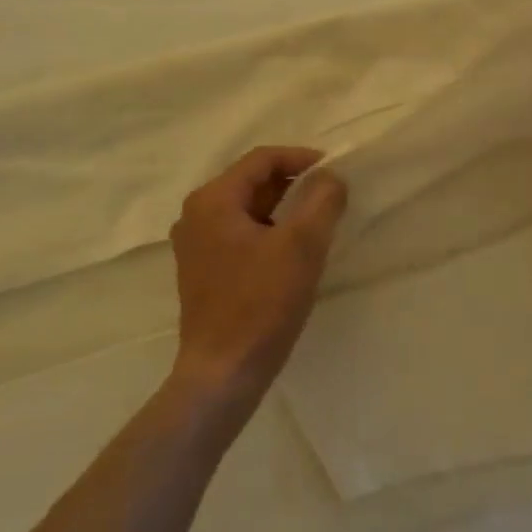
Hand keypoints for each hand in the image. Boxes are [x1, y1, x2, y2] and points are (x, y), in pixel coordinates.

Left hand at [168, 146, 347, 413]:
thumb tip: (331, 178)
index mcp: (213, 200)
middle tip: (331, 196)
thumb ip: (322, 200)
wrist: (223, 373)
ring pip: (248, 209)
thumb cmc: (261, 303)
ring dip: (284, 208)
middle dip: (294, 184)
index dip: (301, 158)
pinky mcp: (203, 271)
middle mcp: (196, 215)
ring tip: (318, 221)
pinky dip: (269, 231)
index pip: (262, 159)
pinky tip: (293, 251)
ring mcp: (196, 245)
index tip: (335, 171)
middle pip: (252, 182)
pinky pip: (241, 234)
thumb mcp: (302, 245)